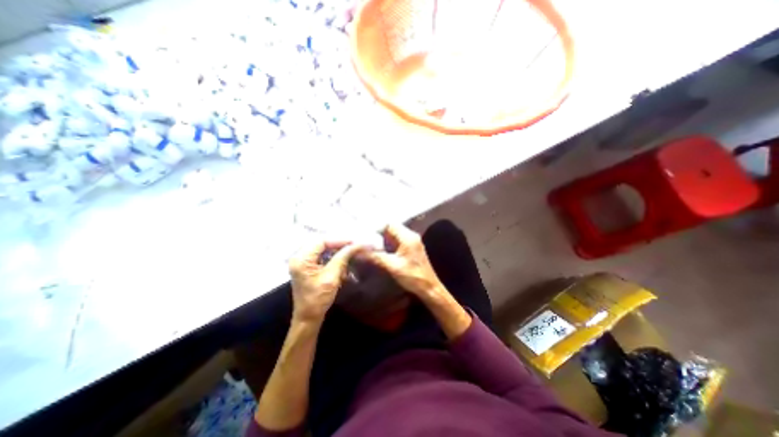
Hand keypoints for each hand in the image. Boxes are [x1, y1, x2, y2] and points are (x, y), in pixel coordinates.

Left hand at [288, 239, 368, 324]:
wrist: (308, 317)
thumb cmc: (318, 299)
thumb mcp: (332, 277)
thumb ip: (343, 258)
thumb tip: (356, 245)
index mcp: (302, 259)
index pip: (322, 241)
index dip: (339, 240)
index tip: (354, 243)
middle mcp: (299, 257)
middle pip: (322, 243)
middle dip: (338, 245)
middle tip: (353, 247)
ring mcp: (302, 262)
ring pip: (322, 249)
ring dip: (336, 251)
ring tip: (349, 254)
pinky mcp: (307, 267)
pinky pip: (321, 256)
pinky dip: (332, 258)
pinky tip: (341, 262)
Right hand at [365, 225, 442, 299]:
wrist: (429, 288)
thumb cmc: (413, 277)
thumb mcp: (392, 266)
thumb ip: (376, 257)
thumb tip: (359, 251)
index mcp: (408, 237)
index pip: (390, 224)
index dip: (377, 227)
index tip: (365, 234)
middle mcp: (411, 236)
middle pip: (392, 228)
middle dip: (379, 233)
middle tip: (366, 240)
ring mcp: (413, 242)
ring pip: (395, 235)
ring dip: (384, 239)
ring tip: (371, 245)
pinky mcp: (412, 248)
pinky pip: (398, 241)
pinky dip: (389, 244)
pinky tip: (381, 251)